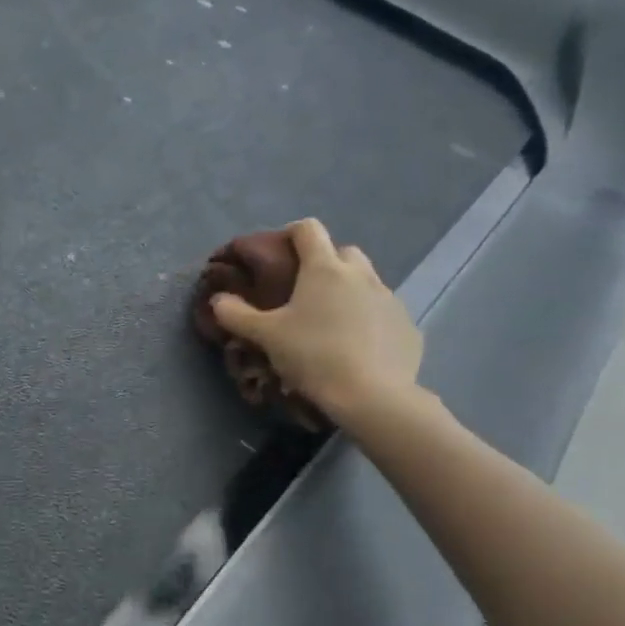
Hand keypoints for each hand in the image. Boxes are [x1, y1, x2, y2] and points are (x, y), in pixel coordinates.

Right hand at [208, 218, 424, 433]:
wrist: (372, 396)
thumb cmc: (313, 355)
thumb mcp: (266, 336)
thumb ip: (236, 315)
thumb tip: (218, 300)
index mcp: (324, 269)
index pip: (308, 229)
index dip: (291, 234)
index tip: (279, 254)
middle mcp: (361, 275)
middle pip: (342, 252)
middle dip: (324, 264)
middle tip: (304, 292)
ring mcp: (389, 298)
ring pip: (365, 282)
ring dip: (347, 292)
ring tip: (329, 323)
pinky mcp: (407, 325)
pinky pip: (383, 312)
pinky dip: (368, 320)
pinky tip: (356, 347)